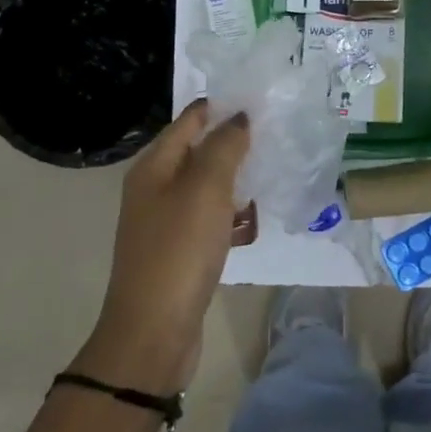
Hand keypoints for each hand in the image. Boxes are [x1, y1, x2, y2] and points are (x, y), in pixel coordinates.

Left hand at [79, 100, 251, 392]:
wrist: (154, 333)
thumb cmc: (179, 250)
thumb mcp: (205, 188)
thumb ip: (224, 146)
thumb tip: (239, 116)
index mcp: (154, 167)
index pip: (189, 120)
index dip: (221, 106)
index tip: (260, 98)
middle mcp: (155, 189)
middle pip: (199, 152)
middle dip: (234, 143)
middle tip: (276, 133)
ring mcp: (166, 222)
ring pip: (208, 187)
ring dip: (236, 180)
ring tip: (272, 173)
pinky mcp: (180, 251)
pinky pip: (210, 219)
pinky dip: (231, 215)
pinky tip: (253, 221)